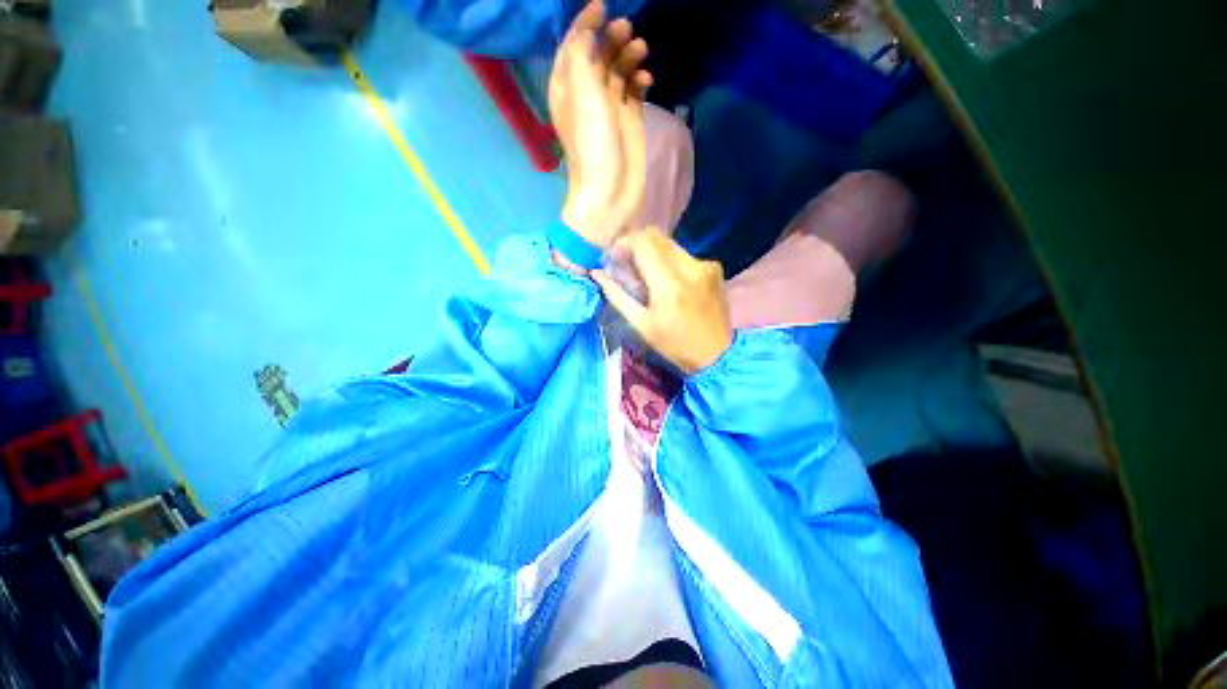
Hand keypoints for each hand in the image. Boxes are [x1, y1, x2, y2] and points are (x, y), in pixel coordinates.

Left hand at [549, 0, 651, 248]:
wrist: (611, 191)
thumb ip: (582, 57)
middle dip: (611, 37)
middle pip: (598, 55)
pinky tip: (647, 79)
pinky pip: (634, 91)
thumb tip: (586, 33)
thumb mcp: (583, 96)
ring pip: (618, 71)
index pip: (573, 47)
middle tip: (627, 30)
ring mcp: (609, 110)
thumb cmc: (594, 145)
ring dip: (628, 56)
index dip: (585, 25)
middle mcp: (587, 96)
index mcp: (567, 89)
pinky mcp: (629, 122)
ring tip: (641, 50)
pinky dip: (640, 80)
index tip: (602, 7)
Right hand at [593, 228, 733, 373]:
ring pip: (671, 245)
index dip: (624, 243)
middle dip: (637, 246)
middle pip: (657, 237)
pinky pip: (685, 255)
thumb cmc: (675, 344)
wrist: (716, 354)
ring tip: (648, 276)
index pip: (643, 243)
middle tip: (628, 265)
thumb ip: (618, 296)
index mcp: (669, 285)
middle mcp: (690, 268)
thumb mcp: (642, 325)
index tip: (616, 257)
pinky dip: (671, 262)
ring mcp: (705, 265)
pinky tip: (671, 282)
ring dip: (654, 253)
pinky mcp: (715, 268)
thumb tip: (597, 274)